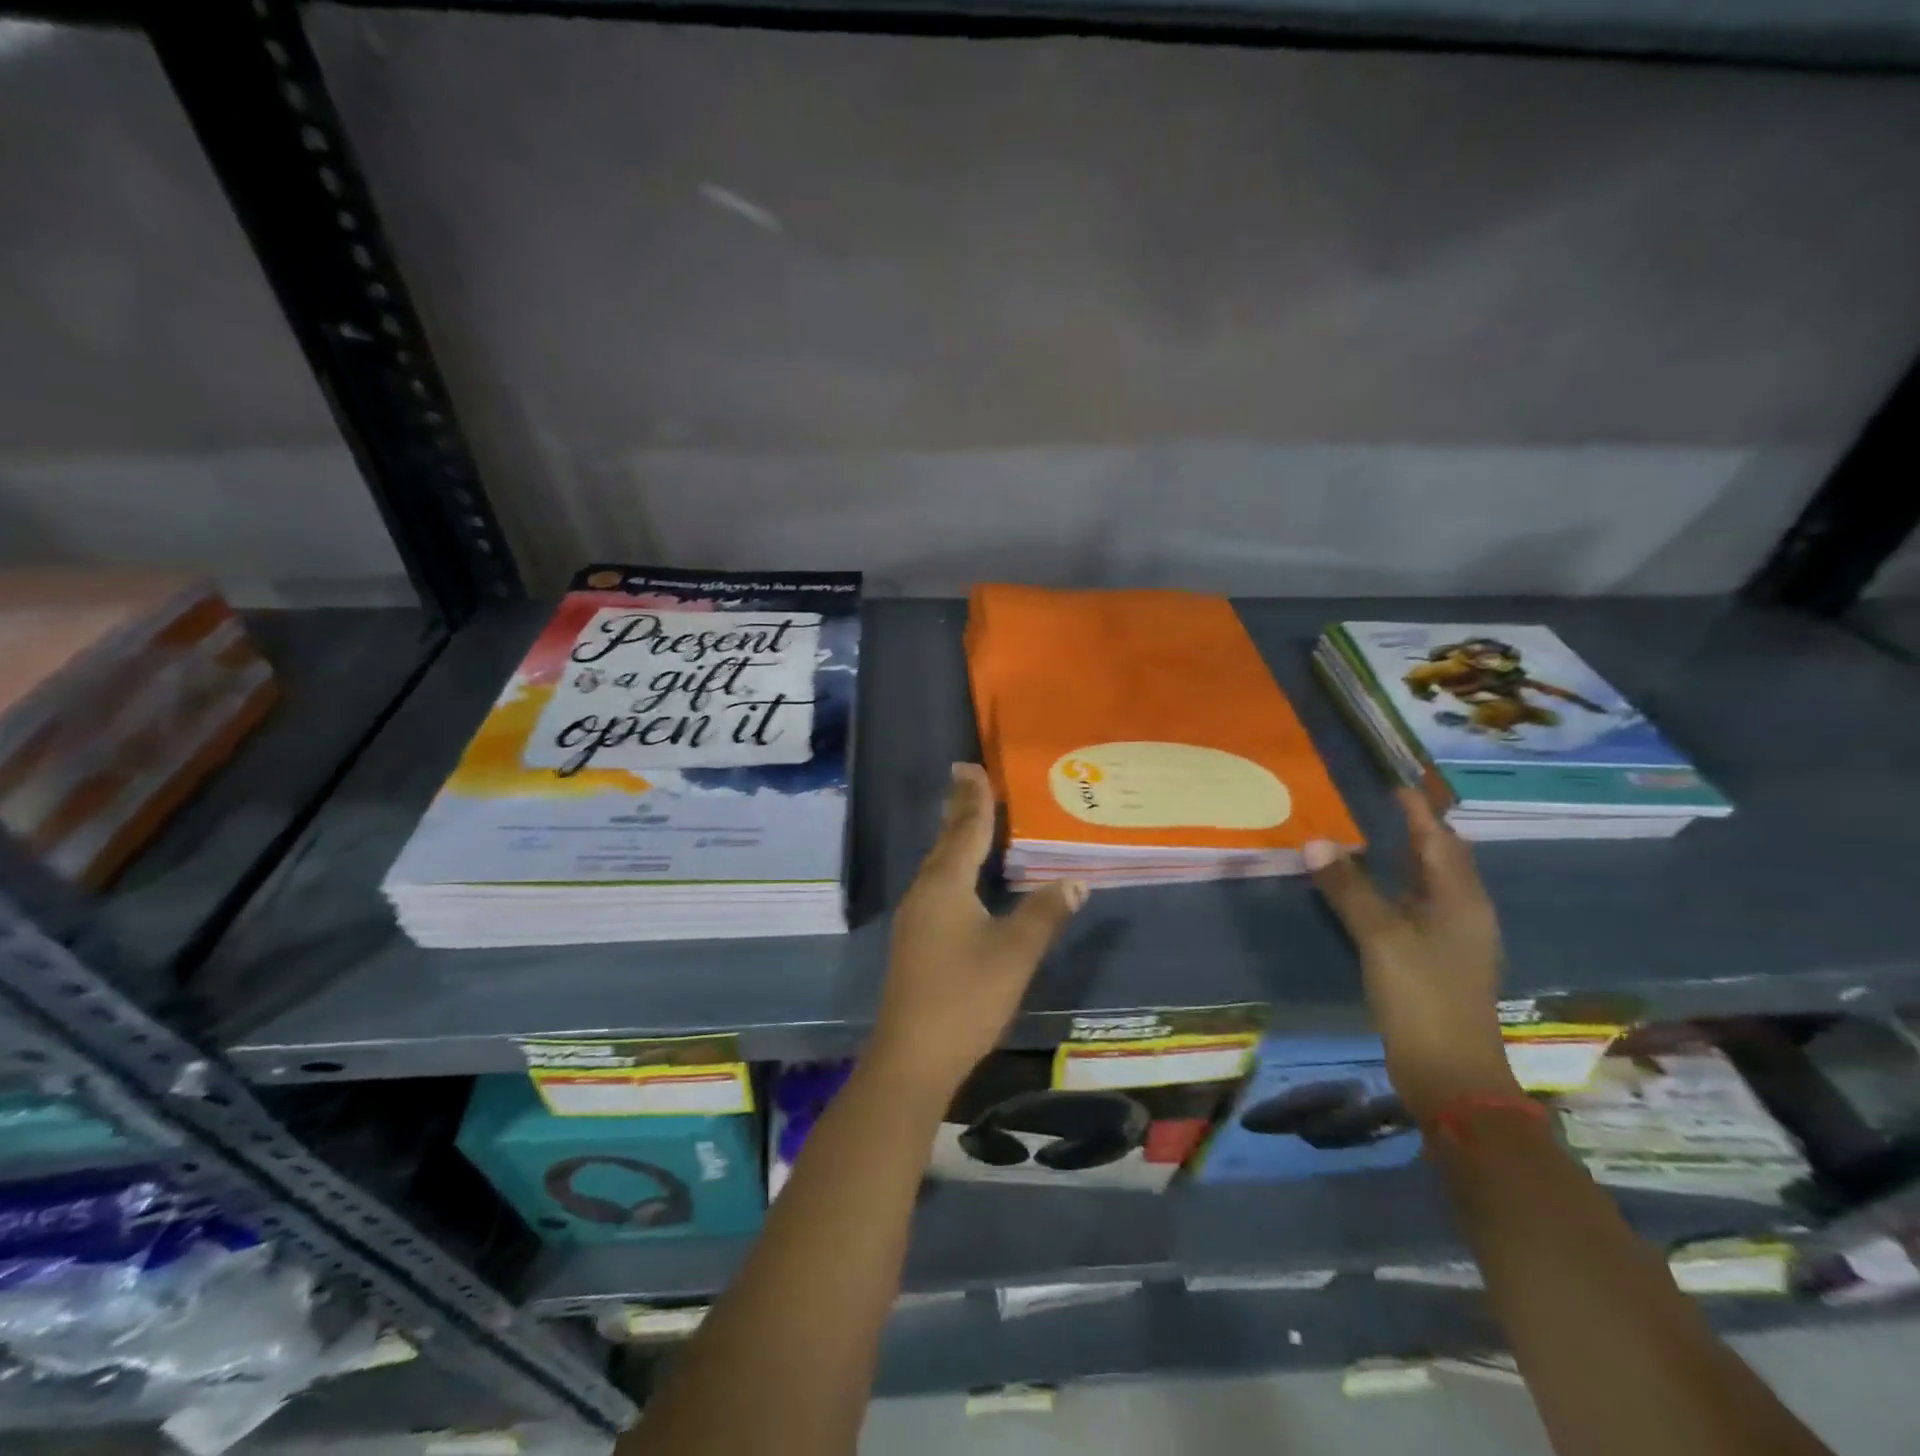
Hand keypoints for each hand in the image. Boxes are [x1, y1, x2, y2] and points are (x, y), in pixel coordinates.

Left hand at [867, 763, 1085, 1101]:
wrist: (913, 1055)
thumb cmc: (966, 997)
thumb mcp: (1015, 954)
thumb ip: (1045, 914)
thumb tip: (1076, 881)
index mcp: (946, 885)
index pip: (967, 830)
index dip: (975, 799)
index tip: (972, 766)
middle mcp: (925, 891)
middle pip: (946, 841)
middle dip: (959, 809)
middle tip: (964, 776)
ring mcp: (914, 916)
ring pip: (938, 864)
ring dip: (953, 837)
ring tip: (966, 816)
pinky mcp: (914, 939)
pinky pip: (935, 885)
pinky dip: (951, 866)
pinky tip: (959, 877)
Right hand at [1305, 789, 1517, 1120]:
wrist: (1451, 1073)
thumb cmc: (1421, 996)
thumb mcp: (1379, 937)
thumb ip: (1348, 888)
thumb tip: (1316, 842)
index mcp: (1460, 900)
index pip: (1439, 839)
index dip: (1417, 811)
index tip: (1393, 785)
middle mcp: (1465, 913)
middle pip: (1443, 860)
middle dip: (1416, 831)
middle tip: (1379, 808)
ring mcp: (1456, 940)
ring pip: (1431, 886)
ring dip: (1406, 861)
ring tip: (1371, 841)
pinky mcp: (1440, 962)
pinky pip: (1419, 909)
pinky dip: (1397, 890)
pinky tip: (1374, 894)